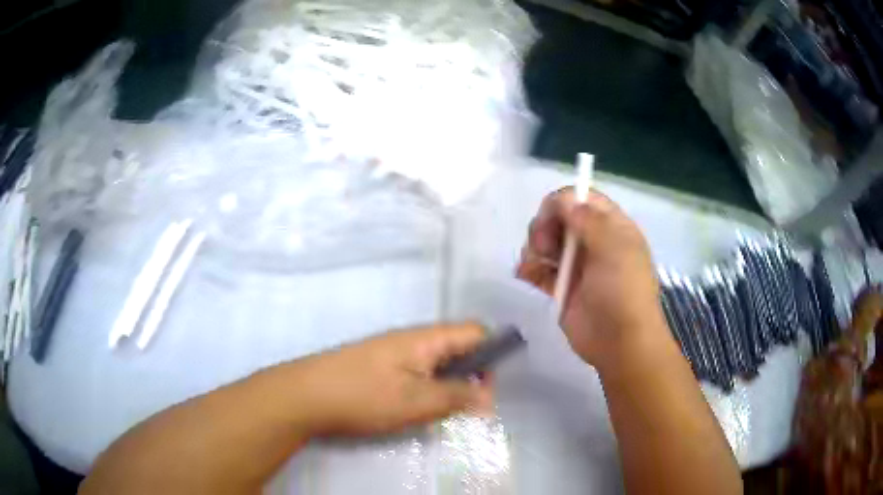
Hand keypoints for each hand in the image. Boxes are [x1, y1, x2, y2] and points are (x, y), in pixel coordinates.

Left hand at [289, 323, 493, 436]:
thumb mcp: (417, 401)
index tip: (490, 389)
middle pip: (457, 348)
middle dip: (469, 376)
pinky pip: (416, 374)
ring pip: (436, 364)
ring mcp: (393, 353)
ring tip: (440, 413)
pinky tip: (415, 411)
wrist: (305, 396)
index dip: (492, 355)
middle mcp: (412, 339)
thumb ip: (457, 396)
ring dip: (447, 386)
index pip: (475, 332)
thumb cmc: (364, 396)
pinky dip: (426, 390)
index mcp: (426, 339)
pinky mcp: (379, 368)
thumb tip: (489, 395)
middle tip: (465, 408)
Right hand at [516, 188, 669, 372]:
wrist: (619, 342)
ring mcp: (577, 265)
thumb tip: (563, 200)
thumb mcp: (614, 248)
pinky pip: (539, 268)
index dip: (563, 202)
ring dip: (534, 247)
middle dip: (545, 226)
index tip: (550, 216)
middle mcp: (594, 241)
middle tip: (544, 245)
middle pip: (560, 218)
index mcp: (612, 227)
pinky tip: (526, 274)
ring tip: (535, 264)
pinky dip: (529, 268)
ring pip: (547, 241)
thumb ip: (588, 219)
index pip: (584, 199)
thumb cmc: (623, 291)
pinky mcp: (561, 287)